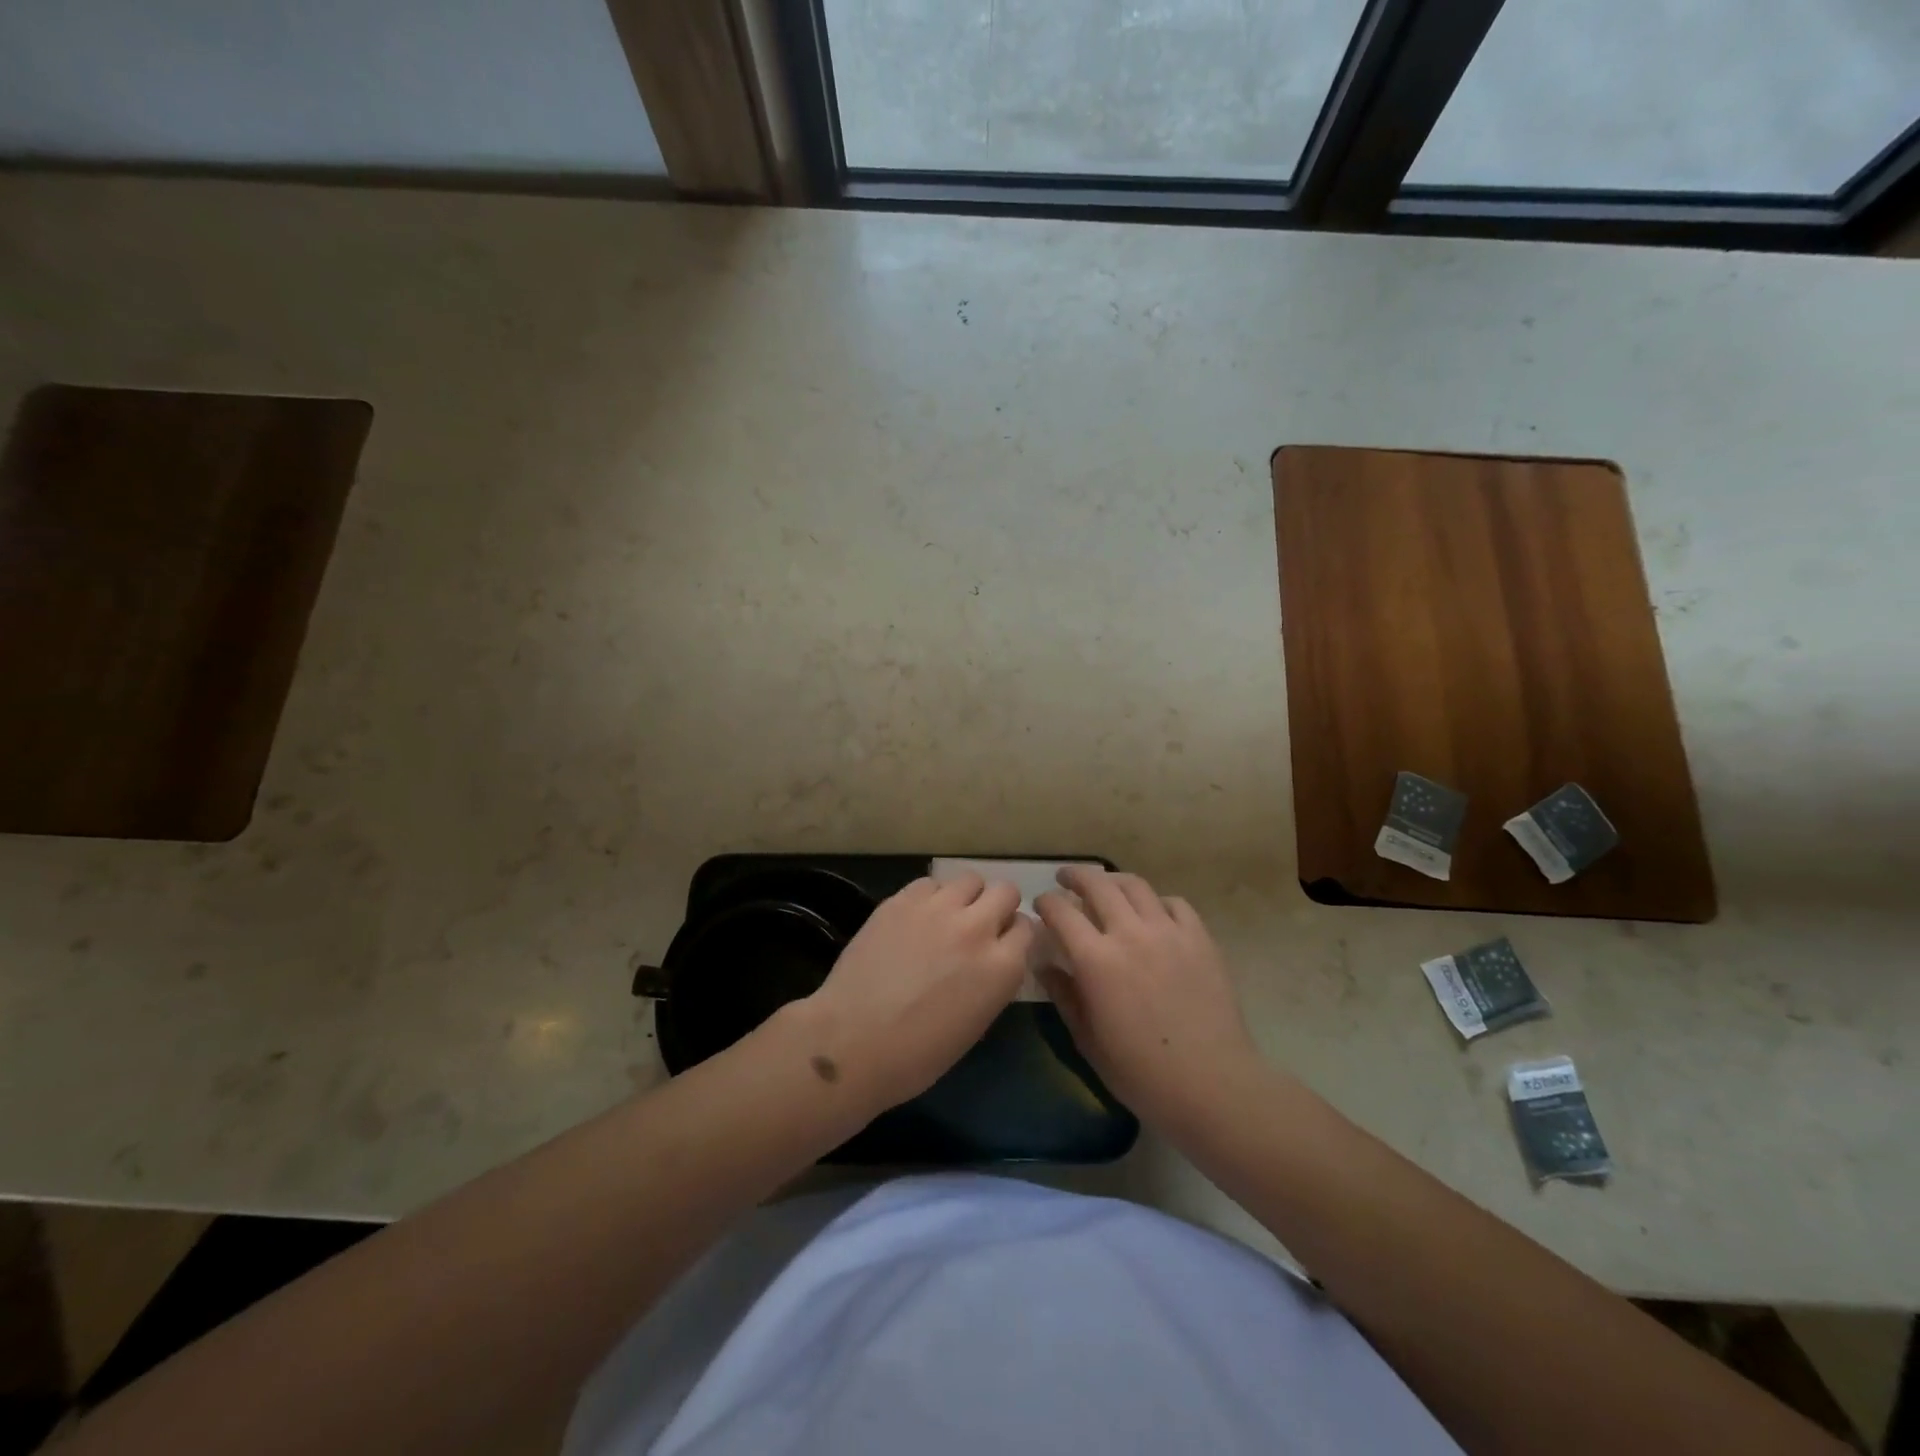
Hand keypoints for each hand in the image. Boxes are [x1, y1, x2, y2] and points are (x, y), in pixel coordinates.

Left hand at [802, 874, 1033, 1111]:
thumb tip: (990, 960)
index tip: (1000, 944)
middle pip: (1005, 892)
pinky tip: (916, 918)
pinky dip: (930, 897)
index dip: (1013, 935)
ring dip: (965, 896)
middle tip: (978, 925)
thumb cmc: (918, 1055)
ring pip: (969, 879)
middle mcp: (977, 928)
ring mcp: (938, 909)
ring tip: (947, 916)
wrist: (853, 1042)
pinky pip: (929, 883)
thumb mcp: (976, 1023)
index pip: (1026, 928)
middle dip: (997, 906)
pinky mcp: (902, 900)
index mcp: (1002, 967)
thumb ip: (993, 980)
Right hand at [1034, 867, 1262, 1135]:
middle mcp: (1130, 934)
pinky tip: (1152, 914)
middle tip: (1066, 878)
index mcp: (1096, 960)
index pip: (1061, 912)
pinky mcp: (1200, 938)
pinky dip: (1156, 902)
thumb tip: (1044, 965)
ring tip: (1106, 886)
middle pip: (1097, 885)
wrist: (1212, 1085)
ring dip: (1114, 881)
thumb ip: (1064, 996)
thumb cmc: (1141, 1074)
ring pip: (1136, 886)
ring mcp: (1169, 932)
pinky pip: (1174, 904)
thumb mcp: (1088, 1040)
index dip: (1046, 902)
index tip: (1041, 904)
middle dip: (1076, 876)